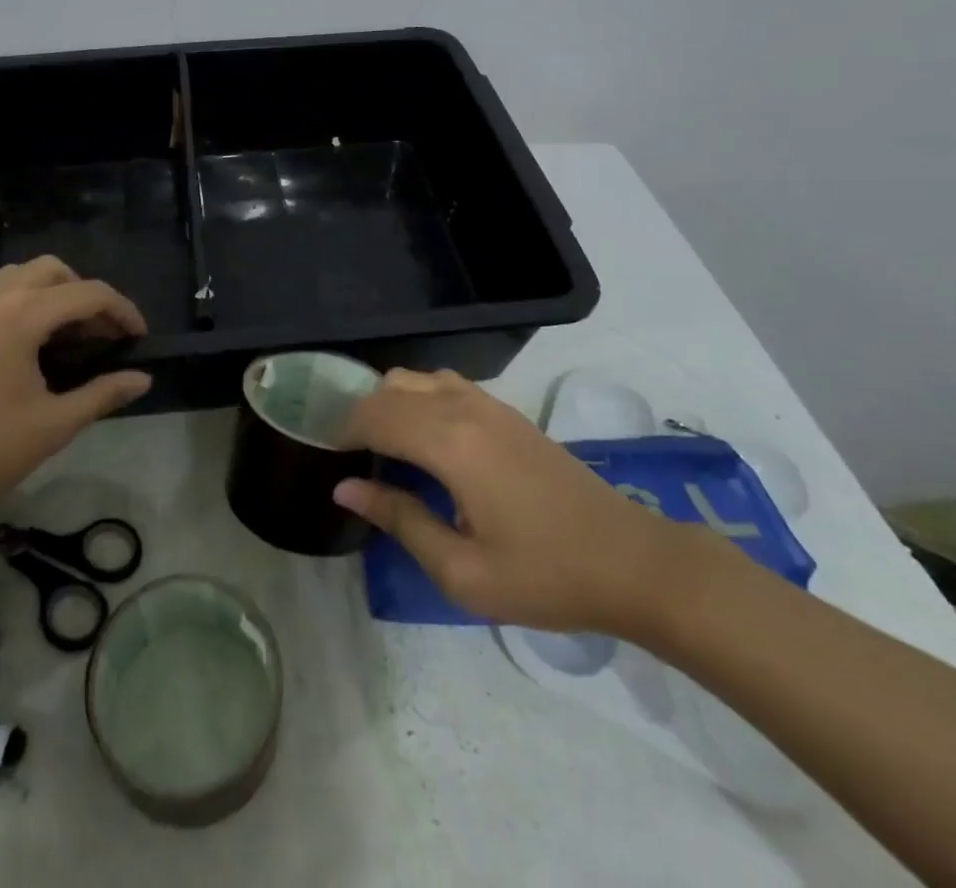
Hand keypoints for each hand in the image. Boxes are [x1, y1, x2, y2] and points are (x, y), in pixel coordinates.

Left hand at [0, 257, 151, 520]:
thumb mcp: (52, 426)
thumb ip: (102, 394)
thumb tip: (142, 378)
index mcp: (22, 316)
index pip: (88, 293)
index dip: (123, 311)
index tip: (140, 337)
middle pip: (55, 270)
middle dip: (86, 294)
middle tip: (100, 335)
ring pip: (23, 274)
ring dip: (54, 292)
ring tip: (67, 335)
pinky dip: (24, 299)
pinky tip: (28, 342)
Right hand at [335, 369, 683, 635]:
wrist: (631, 561)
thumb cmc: (544, 575)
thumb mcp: (462, 570)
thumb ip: (400, 520)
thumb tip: (345, 488)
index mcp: (449, 443)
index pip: (375, 416)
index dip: (342, 431)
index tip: (325, 456)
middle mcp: (464, 408)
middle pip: (390, 388)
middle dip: (361, 414)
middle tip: (350, 458)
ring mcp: (489, 404)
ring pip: (417, 379)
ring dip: (390, 402)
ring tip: (382, 446)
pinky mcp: (507, 411)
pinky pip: (445, 384)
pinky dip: (419, 399)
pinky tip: (424, 439)